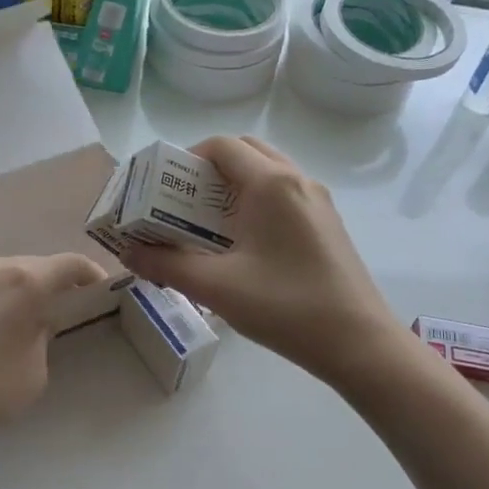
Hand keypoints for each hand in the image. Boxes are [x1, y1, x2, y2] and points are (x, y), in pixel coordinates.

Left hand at [0, 252, 108, 448]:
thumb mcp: (34, 374)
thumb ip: (42, 338)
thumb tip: (32, 323)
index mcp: (23, 282)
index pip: (68, 264)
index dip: (90, 273)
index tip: (98, 288)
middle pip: (27, 268)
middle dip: (43, 287)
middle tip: (50, 314)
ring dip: (4, 294)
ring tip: (2, 326)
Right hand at [119, 136, 401, 385]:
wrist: (358, 342)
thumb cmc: (285, 307)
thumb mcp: (217, 287)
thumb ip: (167, 265)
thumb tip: (130, 253)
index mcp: (271, 184)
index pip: (222, 146)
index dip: (186, 158)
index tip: (163, 189)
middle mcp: (297, 181)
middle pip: (246, 153)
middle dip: (208, 170)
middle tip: (182, 204)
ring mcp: (317, 202)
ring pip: (267, 175)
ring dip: (233, 188)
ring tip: (206, 226)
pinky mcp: (326, 225)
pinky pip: (284, 197)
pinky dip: (255, 204)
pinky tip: (241, 245)